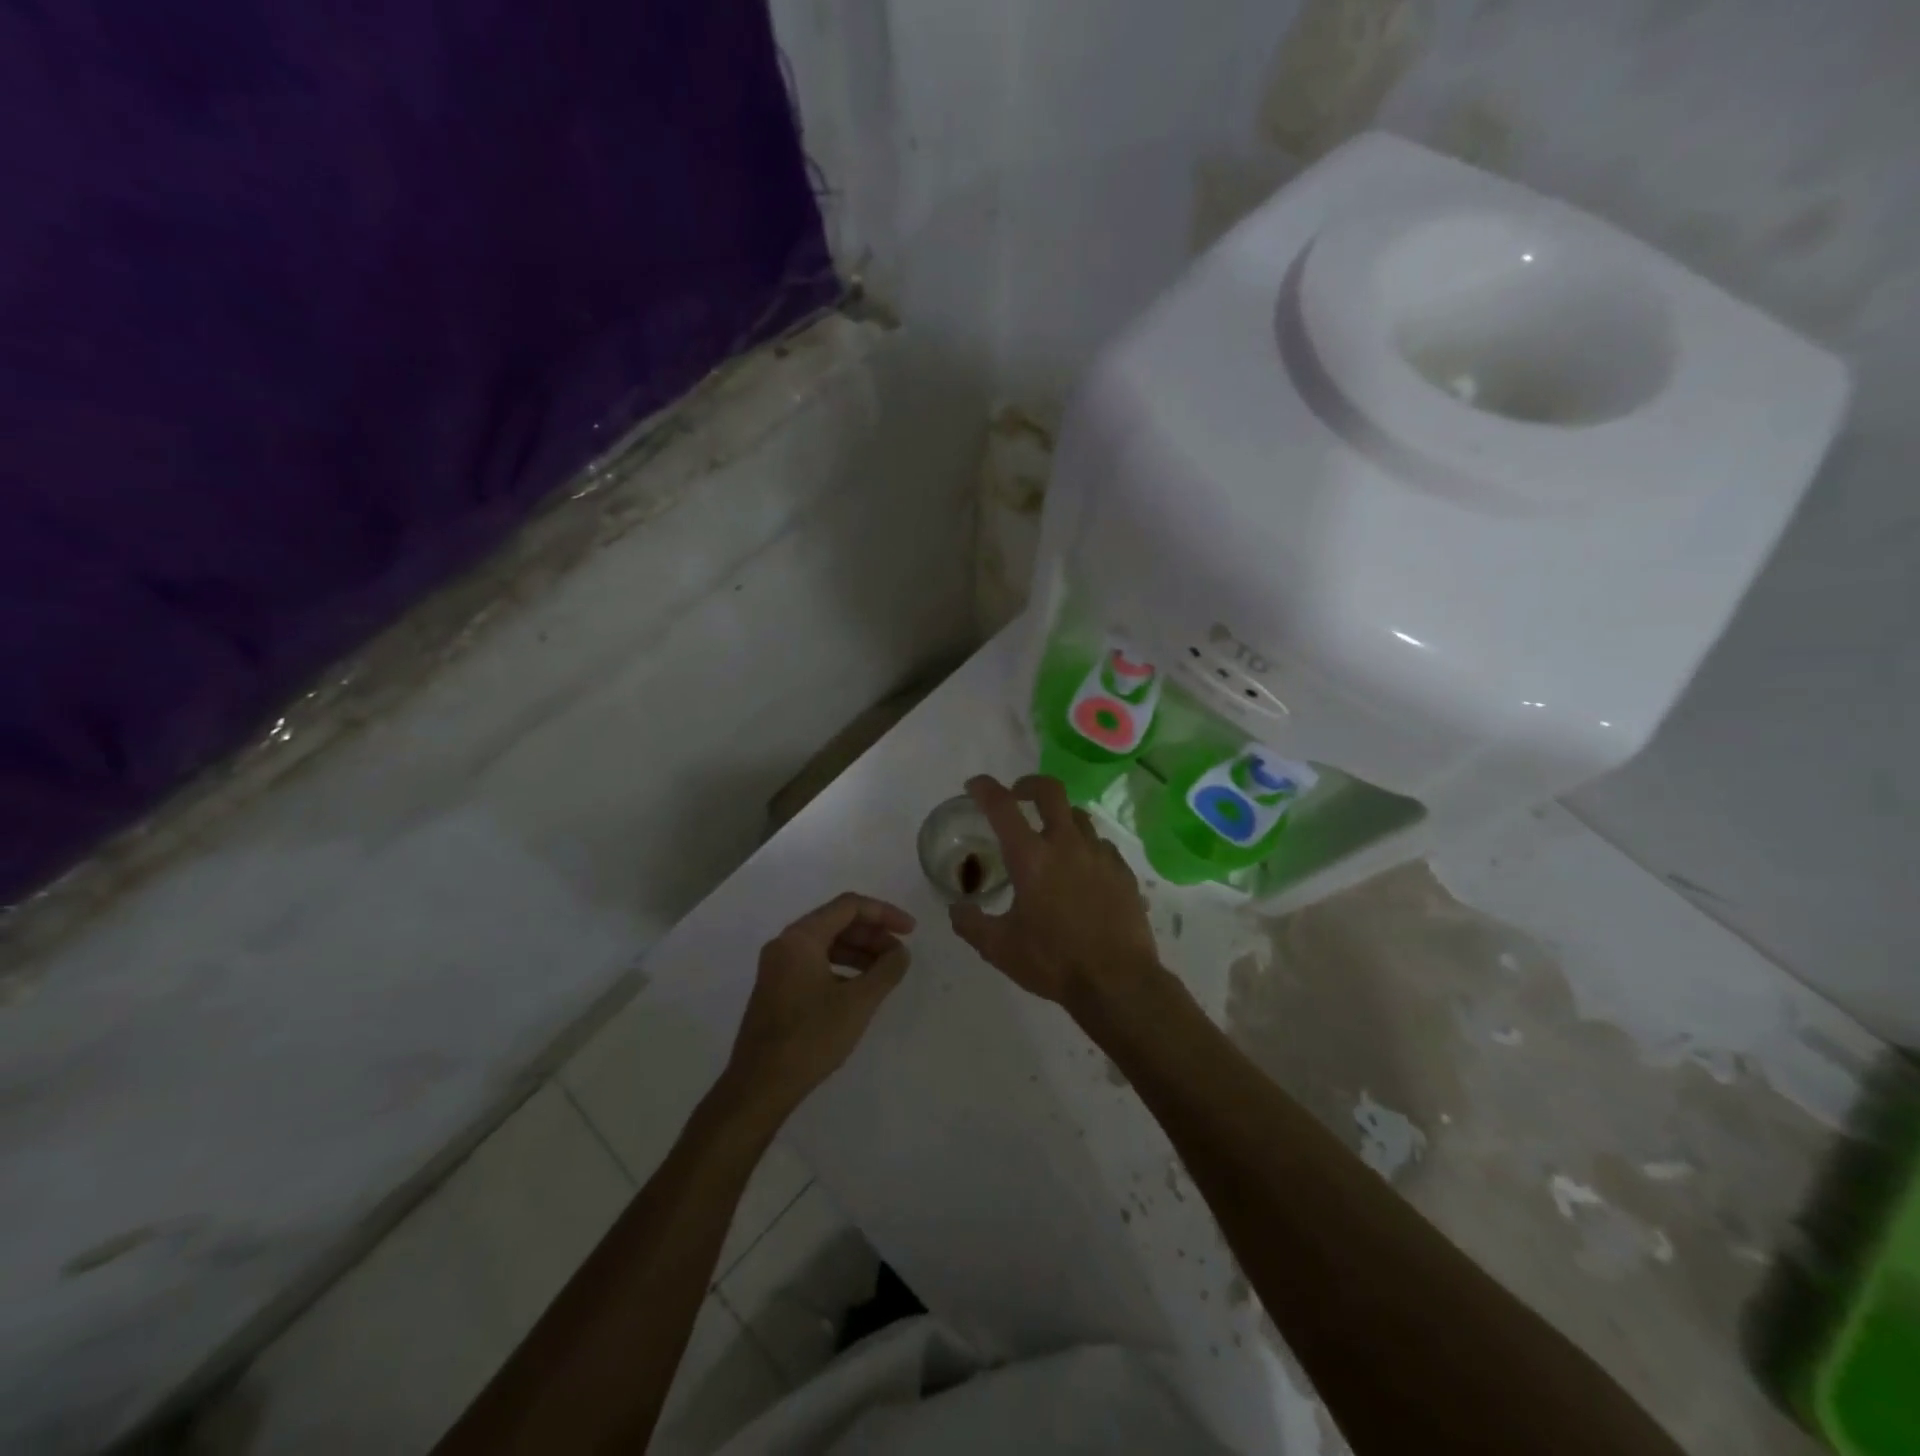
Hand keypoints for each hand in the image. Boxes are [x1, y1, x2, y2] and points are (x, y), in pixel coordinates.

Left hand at [725, 893, 914, 1118]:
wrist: (759, 1086)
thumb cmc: (810, 1038)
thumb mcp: (858, 1003)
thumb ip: (886, 971)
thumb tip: (901, 952)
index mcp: (801, 938)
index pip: (849, 906)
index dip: (884, 913)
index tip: (911, 931)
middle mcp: (785, 944)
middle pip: (837, 922)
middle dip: (872, 934)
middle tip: (900, 954)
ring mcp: (777, 967)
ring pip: (826, 944)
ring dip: (859, 952)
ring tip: (885, 972)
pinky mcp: (776, 989)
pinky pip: (815, 963)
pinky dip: (841, 968)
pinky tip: (859, 990)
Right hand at [948, 774, 1163, 1008]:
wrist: (1118, 982)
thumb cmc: (1053, 962)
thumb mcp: (999, 948)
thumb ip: (972, 924)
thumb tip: (956, 909)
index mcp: (1031, 858)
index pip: (1002, 806)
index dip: (985, 788)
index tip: (975, 785)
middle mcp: (1066, 845)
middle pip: (1050, 791)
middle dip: (1029, 784)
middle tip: (1018, 795)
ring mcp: (1099, 855)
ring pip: (1078, 816)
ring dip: (1059, 817)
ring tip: (1050, 836)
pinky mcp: (1122, 871)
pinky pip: (1100, 845)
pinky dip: (1085, 846)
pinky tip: (1081, 869)